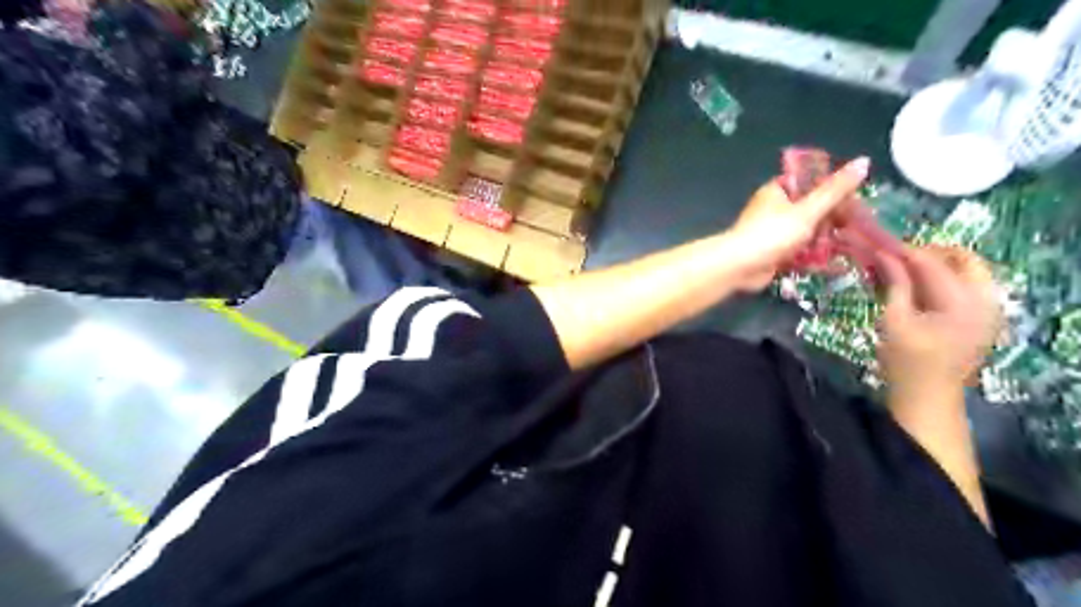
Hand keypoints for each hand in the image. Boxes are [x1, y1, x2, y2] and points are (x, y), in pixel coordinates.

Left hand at [725, 155, 867, 289]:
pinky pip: (799, 251)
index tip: (857, 199)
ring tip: (854, 244)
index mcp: (778, 191)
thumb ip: (835, 190)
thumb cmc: (772, 234)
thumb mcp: (808, 209)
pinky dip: (814, 255)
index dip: (834, 188)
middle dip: (833, 217)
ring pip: (807, 231)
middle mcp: (774, 209)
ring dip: (826, 238)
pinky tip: (837, 261)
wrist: (739, 267)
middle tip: (860, 226)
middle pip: (811, 208)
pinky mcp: (774, 253)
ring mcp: (774, 232)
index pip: (811, 182)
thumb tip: (863, 161)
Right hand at [873, 243, 1000, 399]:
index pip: (934, 263)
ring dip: (936, 265)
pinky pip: (968, 285)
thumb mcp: (894, 320)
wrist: (928, 397)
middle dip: (927, 254)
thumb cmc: (906, 362)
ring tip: (903, 273)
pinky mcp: (984, 317)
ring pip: (967, 270)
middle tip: (895, 260)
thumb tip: (884, 255)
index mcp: (964, 303)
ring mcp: (990, 309)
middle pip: (962, 259)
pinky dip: (943, 280)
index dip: (904, 251)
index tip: (878, 245)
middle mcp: (986, 300)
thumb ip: (895, 284)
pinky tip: (916, 288)